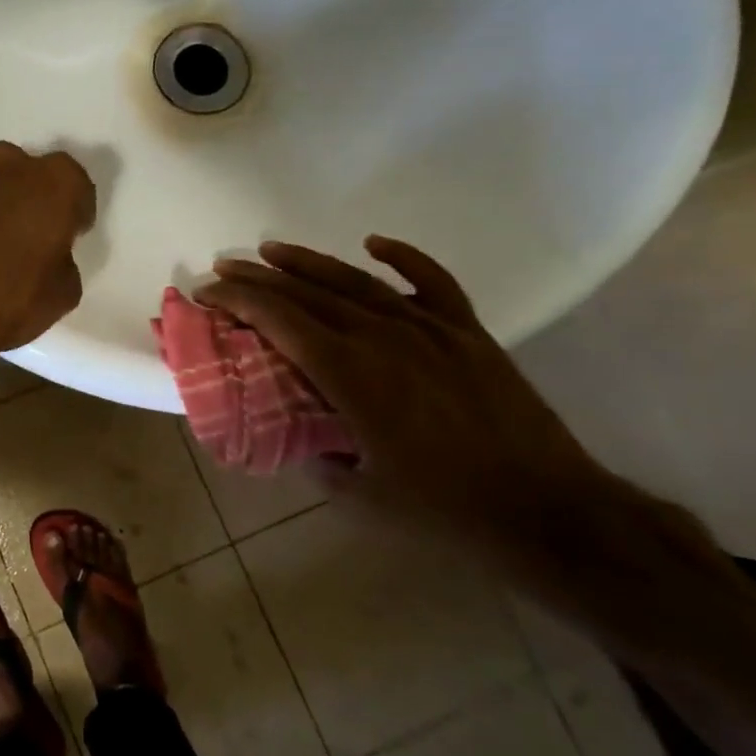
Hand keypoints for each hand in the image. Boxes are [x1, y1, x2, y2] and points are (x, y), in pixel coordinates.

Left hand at [0, 143, 95, 393]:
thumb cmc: (6, 303)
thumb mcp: (62, 292)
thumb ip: (60, 256)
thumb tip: (46, 253)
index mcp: (55, 182)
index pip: (73, 184)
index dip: (70, 210)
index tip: (64, 233)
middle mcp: (6, 161)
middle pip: (20, 173)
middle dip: (20, 197)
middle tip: (14, 235)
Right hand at [195, 237, 666, 583]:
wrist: (549, 512)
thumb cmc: (445, 510)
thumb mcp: (360, 499)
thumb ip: (316, 461)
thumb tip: (293, 437)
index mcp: (350, 373)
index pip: (278, 319)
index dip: (236, 300)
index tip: (206, 294)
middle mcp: (383, 336)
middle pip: (307, 292)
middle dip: (257, 277)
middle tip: (223, 269)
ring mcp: (430, 328)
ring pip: (356, 279)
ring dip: (307, 261)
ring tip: (271, 250)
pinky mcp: (468, 332)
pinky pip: (431, 281)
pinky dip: (402, 257)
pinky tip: (373, 243)